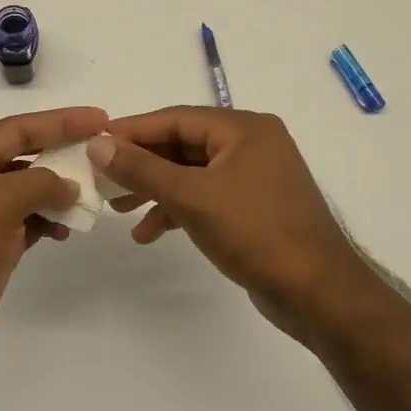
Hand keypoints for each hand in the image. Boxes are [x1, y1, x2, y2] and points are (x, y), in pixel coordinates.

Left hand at [0, 106, 107, 386]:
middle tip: (101, 152)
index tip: (99, 119)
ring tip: (91, 195)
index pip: (15, 129)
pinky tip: (67, 229)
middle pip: (22, 155)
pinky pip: (27, 221)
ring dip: (58, 190)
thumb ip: (39, 183)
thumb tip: (69, 186)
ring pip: (27, 190)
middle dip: (61, 153)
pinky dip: (48, 220)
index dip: (59, 121)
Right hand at [88, 107, 383, 341]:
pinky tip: (151, 232)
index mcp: (245, 129)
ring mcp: (256, 177)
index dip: (132, 130)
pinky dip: (179, 210)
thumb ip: (142, 168)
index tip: (94, 143)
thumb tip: (97, 143)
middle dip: (142, 165)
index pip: (176, 118)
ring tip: (118, 211)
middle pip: (183, 145)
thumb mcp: (191, 197)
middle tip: (103, 181)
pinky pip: (207, 197)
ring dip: (156, 191)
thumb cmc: (255, 233)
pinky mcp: (255, 207)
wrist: (317, 292)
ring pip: (192, 173)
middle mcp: (253, 144)